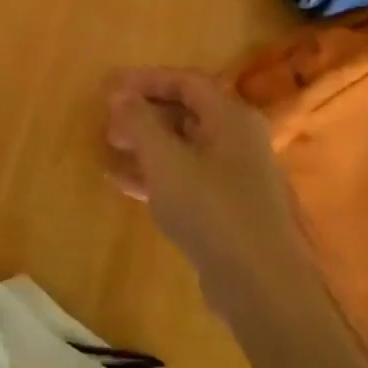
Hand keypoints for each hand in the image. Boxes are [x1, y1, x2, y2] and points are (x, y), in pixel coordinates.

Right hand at [106, 68, 309, 316]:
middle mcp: (238, 139)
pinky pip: (186, 178)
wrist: (260, 286)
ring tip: (109, 149)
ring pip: (183, 147)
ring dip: (146, 145)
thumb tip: (119, 93)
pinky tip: (123, 184)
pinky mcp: (227, 208)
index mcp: (231, 117)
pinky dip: (156, 175)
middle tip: (108, 122)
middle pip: (186, 112)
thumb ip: (139, 122)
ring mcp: (235, 176)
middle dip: (143, 114)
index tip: (110, 89)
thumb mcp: (165, 160)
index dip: (146, 80)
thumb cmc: (211, 210)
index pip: (186, 81)